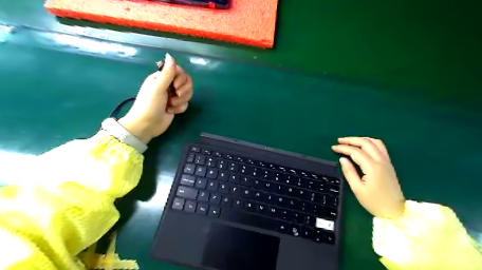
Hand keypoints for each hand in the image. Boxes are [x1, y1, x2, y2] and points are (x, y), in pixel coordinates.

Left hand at [117, 53, 192, 144]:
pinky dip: (180, 108)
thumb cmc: (149, 105)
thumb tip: (170, 55)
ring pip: (187, 93)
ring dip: (181, 100)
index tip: (176, 85)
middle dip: (184, 90)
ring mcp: (173, 96)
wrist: (147, 125)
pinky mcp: (176, 106)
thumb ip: (167, 73)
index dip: (181, 78)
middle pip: (186, 81)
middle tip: (176, 95)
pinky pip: (185, 103)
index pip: (179, 71)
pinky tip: (171, 111)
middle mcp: (168, 85)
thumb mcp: (158, 88)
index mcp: (161, 78)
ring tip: (171, 105)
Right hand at [332, 137, 403, 219]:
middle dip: (351, 140)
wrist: (395, 211)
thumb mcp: (357, 189)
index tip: (333, 148)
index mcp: (372, 167)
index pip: (355, 152)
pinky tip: (363, 145)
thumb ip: (349, 172)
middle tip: (339, 141)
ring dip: (361, 139)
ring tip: (350, 141)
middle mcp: (381, 161)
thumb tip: (342, 159)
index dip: (343, 148)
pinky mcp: (389, 164)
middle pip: (366, 143)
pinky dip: (370, 142)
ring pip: (375, 142)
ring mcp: (386, 161)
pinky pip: (381, 147)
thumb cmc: (374, 202)